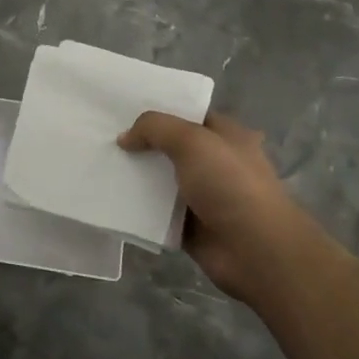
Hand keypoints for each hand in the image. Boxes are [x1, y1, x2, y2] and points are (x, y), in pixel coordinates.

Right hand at [118, 111, 315, 304]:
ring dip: (138, 176)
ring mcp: (204, 196)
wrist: (255, 250)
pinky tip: (112, 198)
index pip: (188, 114)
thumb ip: (155, 128)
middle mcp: (216, 162)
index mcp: (226, 135)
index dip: (159, 110)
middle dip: (142, 143)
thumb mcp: (192, 141)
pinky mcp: (191, 226)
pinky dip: (139, 208)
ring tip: (102, 165)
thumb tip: (125, 137)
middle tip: (104, 136)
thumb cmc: (230, 184)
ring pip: (162, 180)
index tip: (123, 109)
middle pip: (171, 147)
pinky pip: (158, 212)